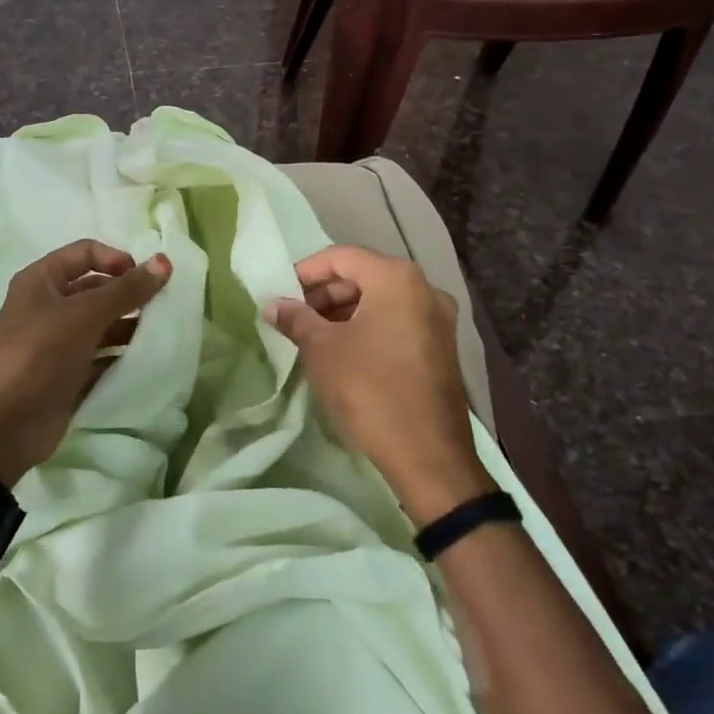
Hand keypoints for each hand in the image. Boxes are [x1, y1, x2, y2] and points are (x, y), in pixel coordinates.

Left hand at [0, 240, 171, 484]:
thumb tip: (164, 261)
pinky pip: (101, 356)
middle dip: (128, 295)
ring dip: (129, 326)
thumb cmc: (39, 355)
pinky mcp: (67, 373)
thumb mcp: (83, 316)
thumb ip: (125, 290)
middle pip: (96, 289)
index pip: (85, 253)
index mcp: (41, 281)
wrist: (3, 428)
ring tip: (160, 334)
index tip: (146, 278)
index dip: (117, 259)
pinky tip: (146, 361)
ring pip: (101, 324)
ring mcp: (57, 342)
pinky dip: (121, 356)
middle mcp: (48, 306)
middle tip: (163, 306)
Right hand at [262, 245, 493, 525]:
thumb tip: (272, 304)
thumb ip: (296, 318)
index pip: (342, 257)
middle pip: (364, 275)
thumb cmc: (369, 390)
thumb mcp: (322, 350)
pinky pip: (397, 321)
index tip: (281, 292)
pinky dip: (367, 327)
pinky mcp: (441, 348)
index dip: (306, 271)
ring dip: (344, 311)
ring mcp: (438, 320)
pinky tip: (342, 351)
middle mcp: (424, 289)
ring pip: (381, 300)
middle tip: (294, 316)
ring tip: (312, 335)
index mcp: (397, 279)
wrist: (428, 456)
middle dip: (325, 293)